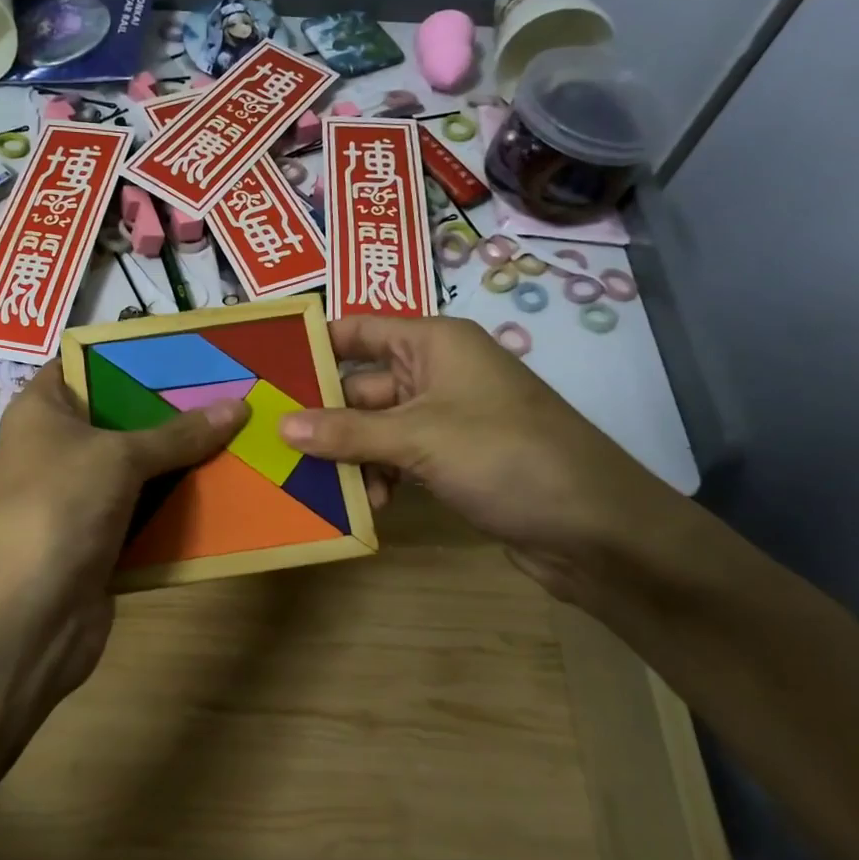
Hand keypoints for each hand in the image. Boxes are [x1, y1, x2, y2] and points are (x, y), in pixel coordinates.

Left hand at [0, 361, 245, 721]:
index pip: (79, 365)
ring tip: (234, 435)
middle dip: (167, 411)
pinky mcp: (95, 540)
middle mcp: (53, 449)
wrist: (31, 614)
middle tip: (223, 392)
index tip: (181, 352)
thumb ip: (178, 433)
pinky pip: (142, 512)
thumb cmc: (61, 505)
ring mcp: (74, 497)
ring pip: (134, 469)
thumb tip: (239, 406)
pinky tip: (221, 491)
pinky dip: (173, 506)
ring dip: (177, 462)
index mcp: (40, 411)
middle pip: (115, 418)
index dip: (125, 355)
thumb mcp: (121, 456)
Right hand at [277, 316, 676, 600]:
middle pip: (360, 384)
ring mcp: (445, 418)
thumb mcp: (418, 439)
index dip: (313, 344)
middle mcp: (437, 372)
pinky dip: (378, 476)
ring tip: (318, 484)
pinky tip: (367, 504)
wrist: (595, 528)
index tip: (263, 368)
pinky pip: (396, 458)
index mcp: (434, 343)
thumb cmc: (506, 457)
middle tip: (272, 440)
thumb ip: (346, 432)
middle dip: (322, 414)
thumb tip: (281, 424)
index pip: (357, 330)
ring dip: (350, 454)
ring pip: (375, 427)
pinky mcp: (452, 459)